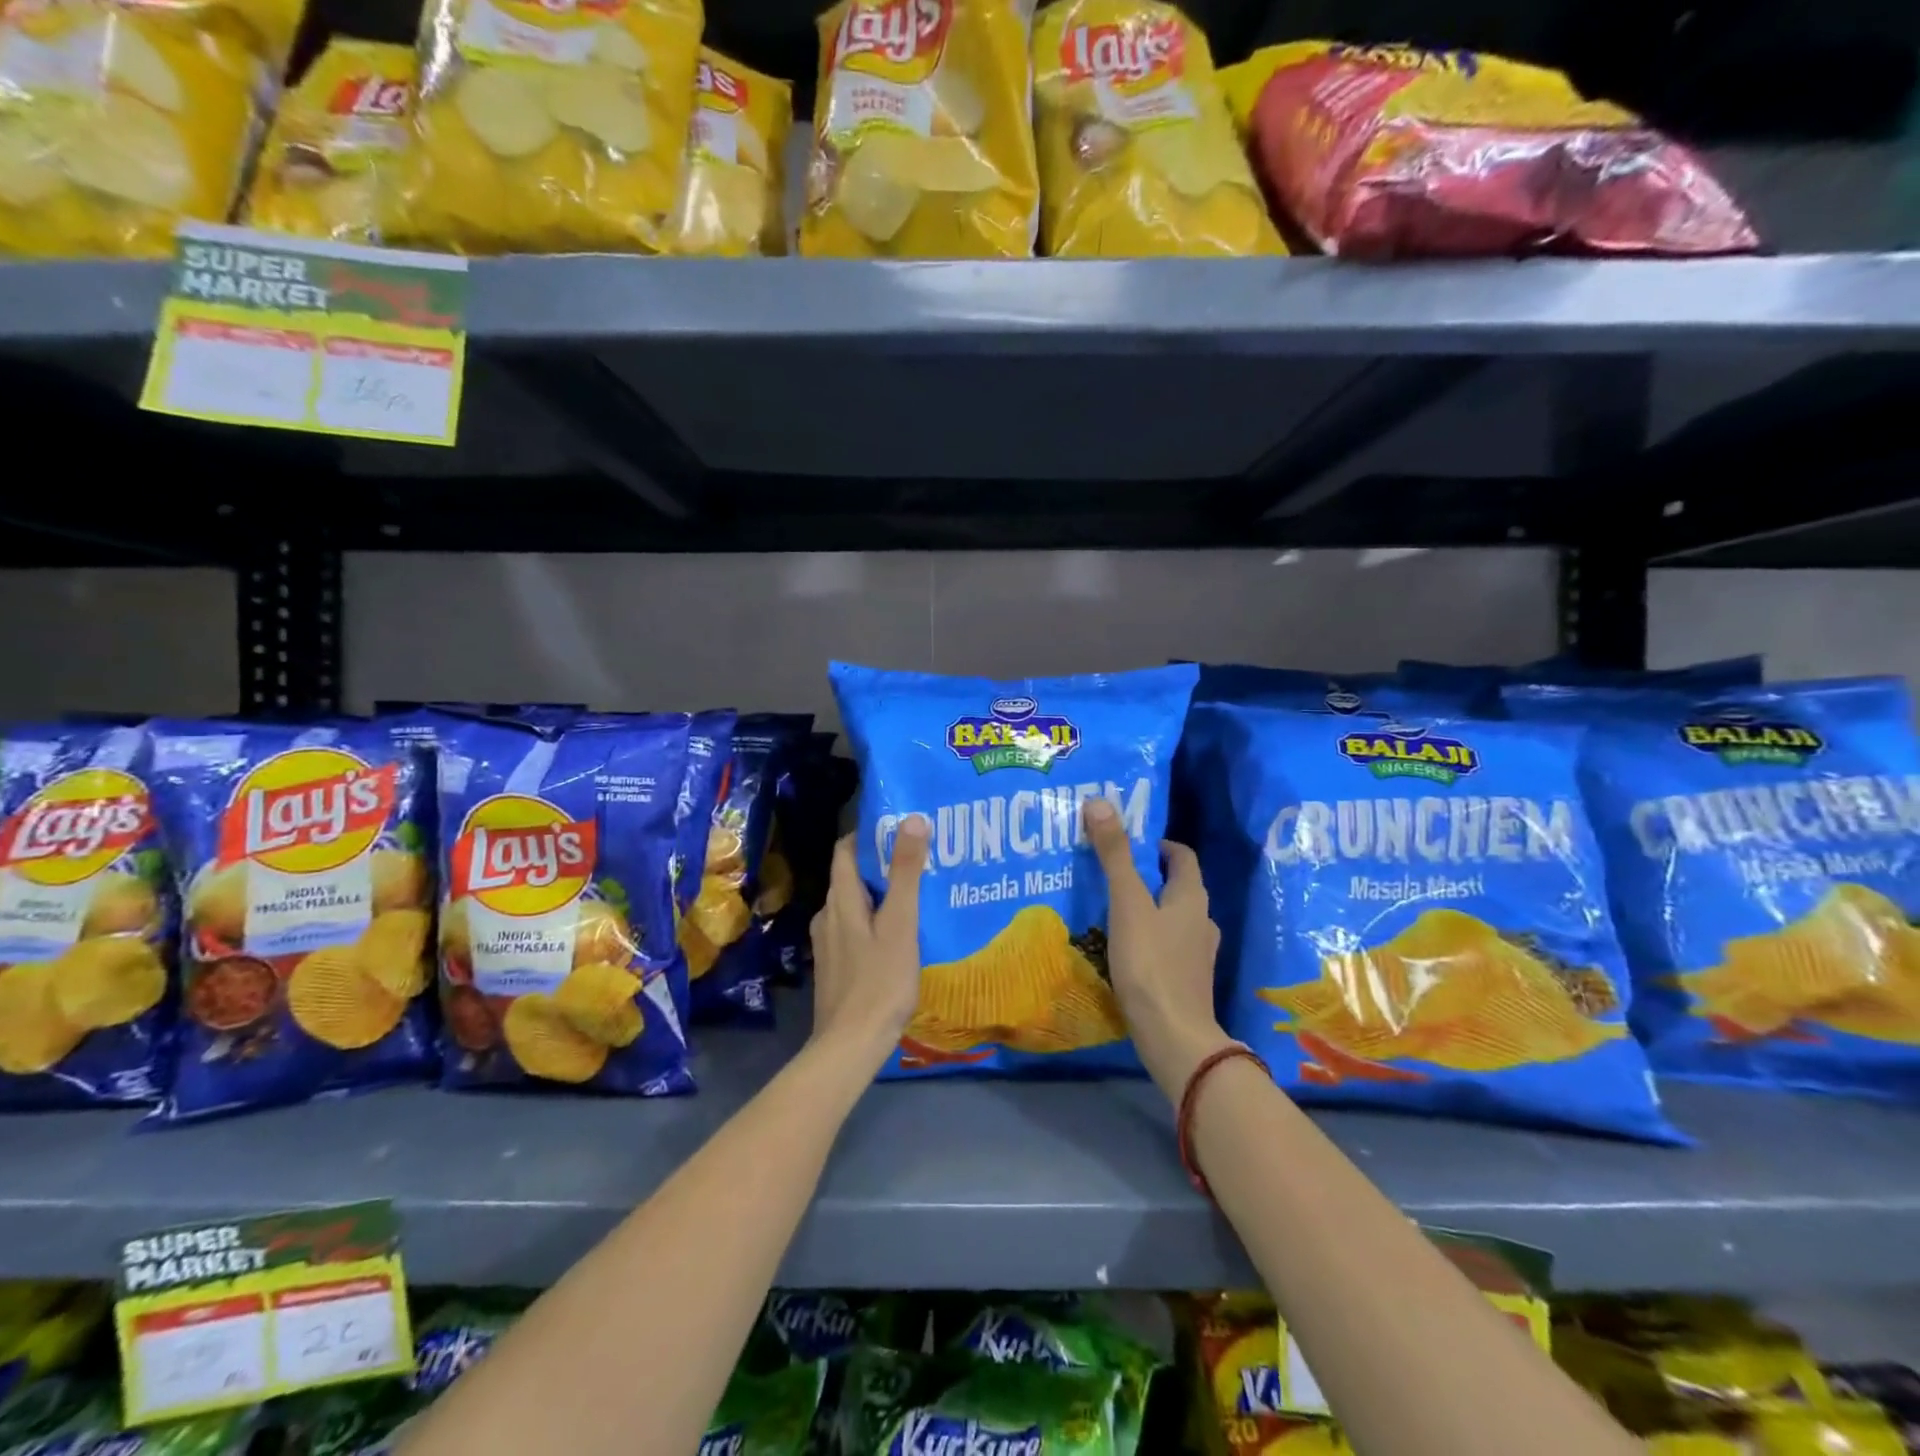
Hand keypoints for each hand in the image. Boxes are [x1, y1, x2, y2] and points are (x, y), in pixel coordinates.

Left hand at [808, 817, 928, 1072]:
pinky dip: (876, 921)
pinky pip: (856, 929)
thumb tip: (912, 819)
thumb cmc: (879, 981)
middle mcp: (827, 915)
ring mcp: (828, 943)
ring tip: (917, 896)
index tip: (901, 828)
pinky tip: (901, 935)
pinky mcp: (835, 966)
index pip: (845, 849)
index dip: (869, 834)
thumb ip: (906, 872)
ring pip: (855, 905)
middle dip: (882, 864)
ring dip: (881, 895)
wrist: (850, 1046)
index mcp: (840, 900)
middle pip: (851, 876)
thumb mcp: (900, 923)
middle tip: (920, 860)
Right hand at [1083, 798, 1233, 1102]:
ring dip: (1149, 909)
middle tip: (1112, 873)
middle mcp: (1201, 922)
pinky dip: (1149, 939)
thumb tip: (1100, 802)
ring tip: (1113, 910)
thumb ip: (1114, 855)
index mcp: (1191, 898)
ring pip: (1173, 919)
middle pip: (1178, 887)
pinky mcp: (1186, 982)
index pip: (1182, 857)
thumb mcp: (1127, 903)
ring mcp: (1197, 955)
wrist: (1173, 1037)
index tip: (1131, 843)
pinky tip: (1124, 950)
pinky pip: (1168, 947)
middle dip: (1149, 877)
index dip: (1160, 846)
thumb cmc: (1150, 963)